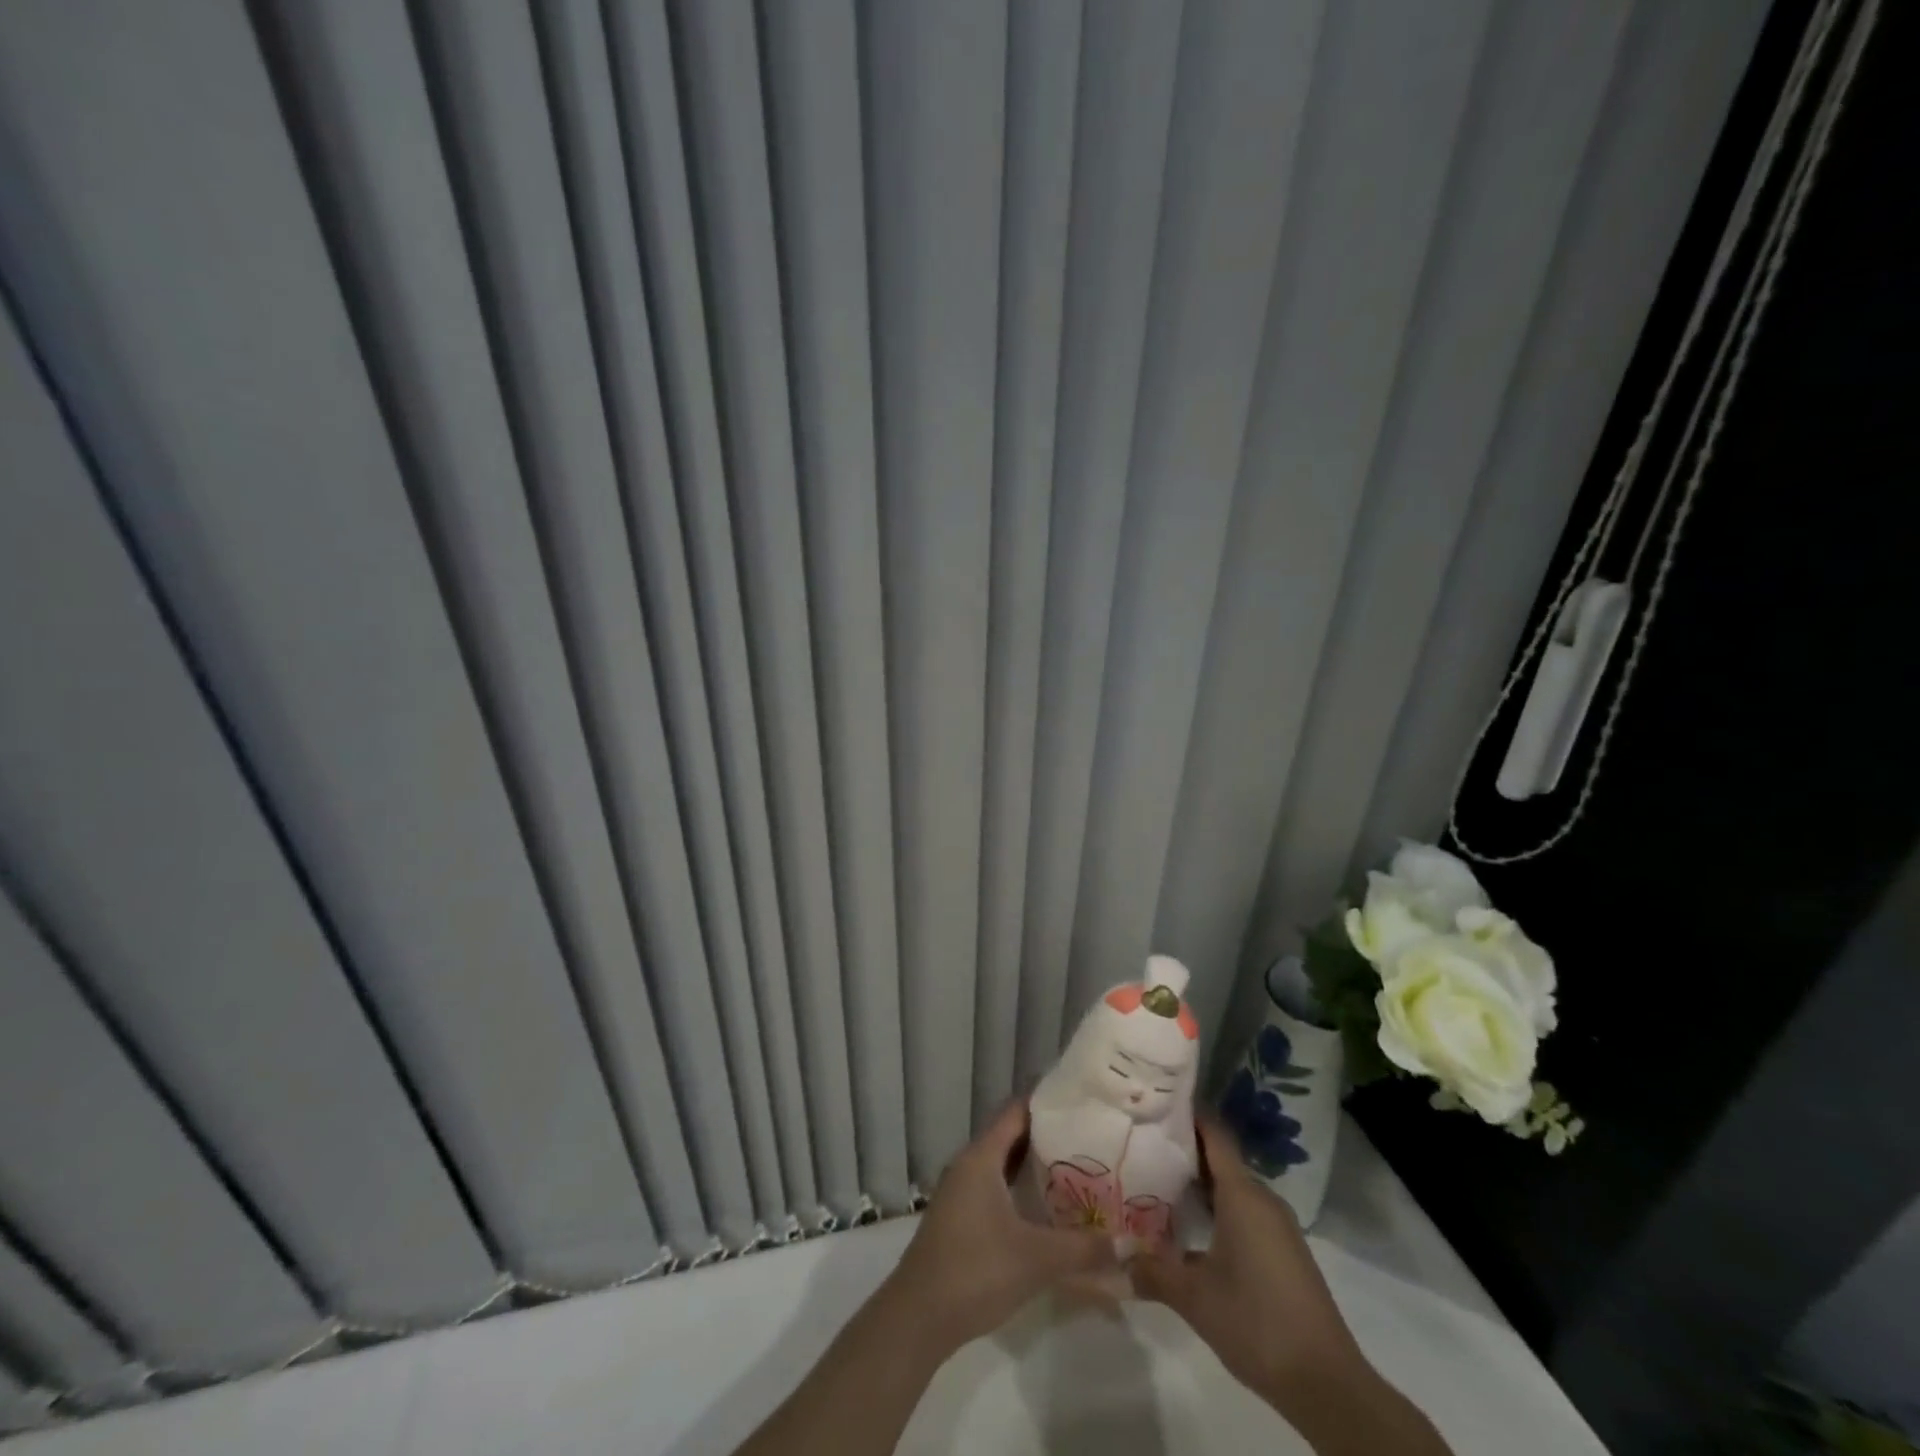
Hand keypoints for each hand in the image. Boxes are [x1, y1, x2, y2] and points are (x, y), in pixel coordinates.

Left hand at [882, 1098, 1114, 1353]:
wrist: (918, 1316)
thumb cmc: (976, 1270)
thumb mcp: (1036, 1259)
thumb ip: (1083, 1249)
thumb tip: (1129, 1243)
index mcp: (981, 1157)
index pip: (1016, 1111)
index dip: (1046, 1101)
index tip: (1080, 1100)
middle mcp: (968, 1164)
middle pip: (1010, 1135)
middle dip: (1047, 1134)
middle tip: (1088, 1136)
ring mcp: (960, 1191)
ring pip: (1002, 1163)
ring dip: (1033, 1163)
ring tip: (1076, 1167)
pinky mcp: (959, 1217)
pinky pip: (994, 1185)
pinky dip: (1019, 1186)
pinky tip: (1045, 1207)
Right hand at [1128, 1117, 1363, 1402]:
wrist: (1327, 1383)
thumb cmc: (1256, 1322)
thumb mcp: (1194, 1299)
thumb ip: (1152, 1271)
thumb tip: (1114, 1258)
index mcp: (1242, 1195)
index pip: (1214, 1133)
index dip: (1187, 1114)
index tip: (1155, 1103)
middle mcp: (1262, 1199)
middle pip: (1220, 1158)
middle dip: (1183, 1150)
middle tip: (1142, 1145)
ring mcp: (1278, 1226)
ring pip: (1233, 1187)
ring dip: (1200, 1183)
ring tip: (1157, 1182)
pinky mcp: (1284, 1251)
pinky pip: (1245, 1211)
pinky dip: (1217, 1208)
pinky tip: (1191, 1228)